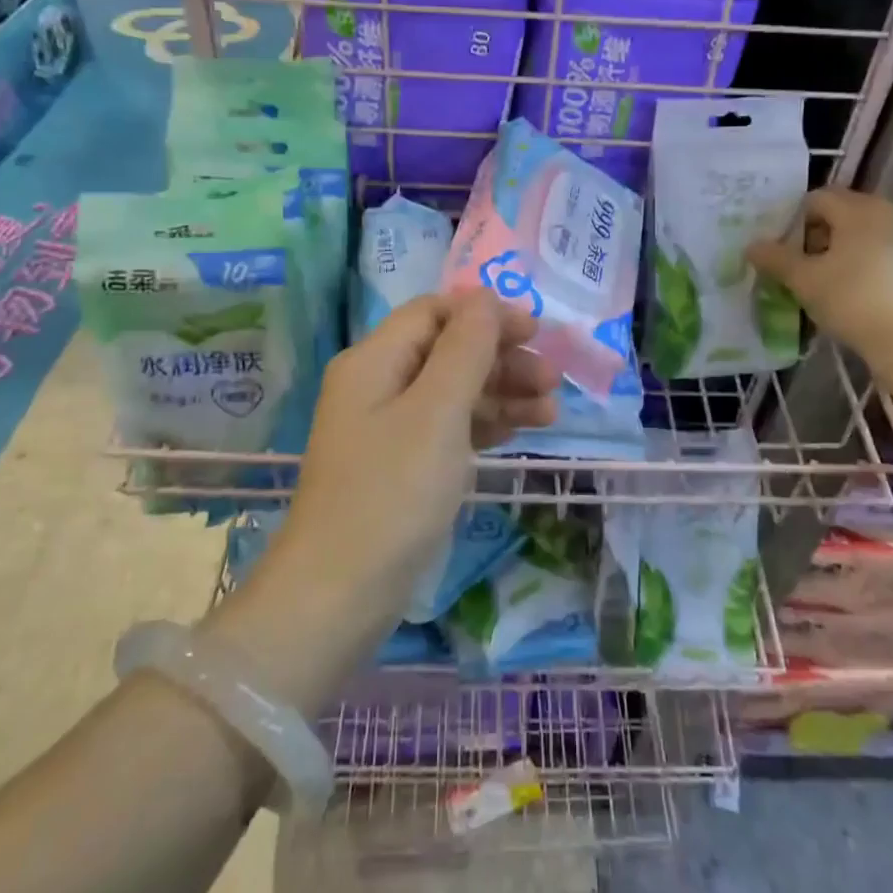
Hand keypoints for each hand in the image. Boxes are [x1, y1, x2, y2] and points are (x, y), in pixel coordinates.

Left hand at [277, 291, 557, 613]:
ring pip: (452, 391)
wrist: (339, 595)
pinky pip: (447, 427)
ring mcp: (387, 428)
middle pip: (447, 350)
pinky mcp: (399, 466)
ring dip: (501, 392)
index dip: (485, 314)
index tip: (535, 332)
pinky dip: (483, 424)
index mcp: (374, 360)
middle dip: (501, 358)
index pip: (434, 312)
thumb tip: (484, 297)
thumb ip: (466, 349)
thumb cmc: (393, 493)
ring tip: (551, 412)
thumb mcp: (437, 412)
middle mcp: (377, 384)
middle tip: (553, 380)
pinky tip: (519, 429)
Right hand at [745, 189, 892, 358]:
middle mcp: (887, 213)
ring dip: (838, 253)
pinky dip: (861, 267)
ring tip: (822, 284)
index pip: (816, 199)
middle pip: (840, 214)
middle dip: (815, 236)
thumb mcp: (804, 280)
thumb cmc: (853, 299)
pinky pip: (880, 255)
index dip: (793, 221)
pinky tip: (851, 296)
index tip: (782, 251)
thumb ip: (775, 259)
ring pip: (861, 236)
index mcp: (857, 208)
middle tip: (798, 267)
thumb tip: (752, 246)